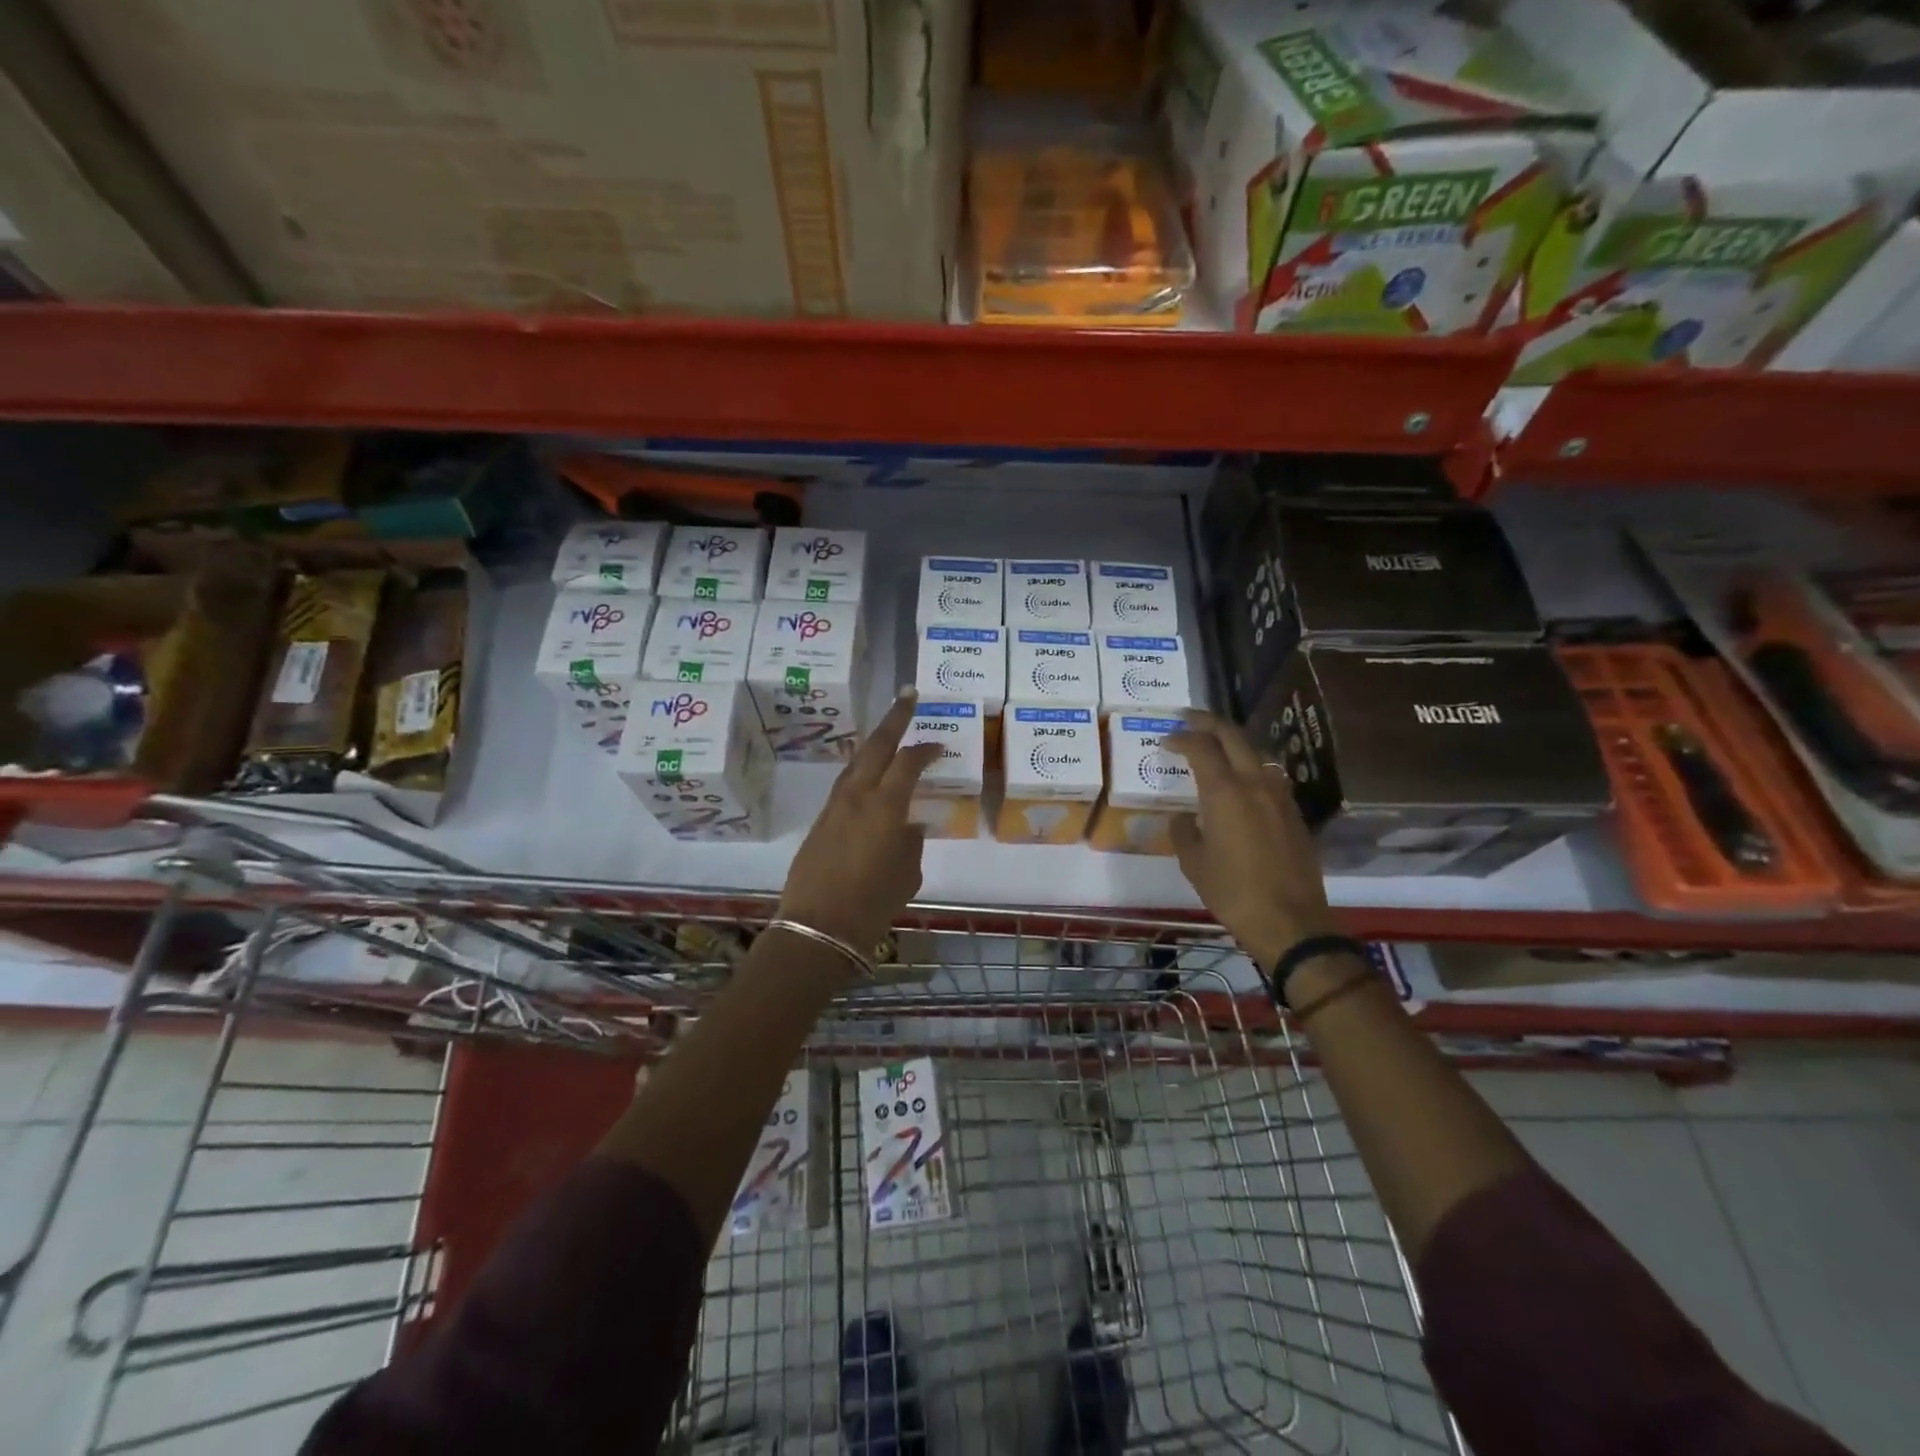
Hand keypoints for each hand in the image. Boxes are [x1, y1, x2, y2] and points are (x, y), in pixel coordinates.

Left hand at [778, 691, 942, 959]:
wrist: (818, 926)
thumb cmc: (873, 902)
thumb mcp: (907, 873)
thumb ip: (911, 841)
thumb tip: (909, 825)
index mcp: (885, 805)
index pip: (908, 762)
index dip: (925, 749)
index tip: (939, 744)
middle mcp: (857, 795)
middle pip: (876, 745)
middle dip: (894, 718)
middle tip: (908, 696)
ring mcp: (834, 806)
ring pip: (856, 762)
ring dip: (874, 742)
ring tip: (889, 731)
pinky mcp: (821, 821)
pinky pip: (845, 784)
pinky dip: (861, 770)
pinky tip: (869, 775)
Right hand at [1165, 711, 1337, 975]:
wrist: (1289, 922)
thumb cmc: (1232, 891)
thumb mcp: (1193, 862)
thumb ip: (1183, 831)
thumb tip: (1183, 817)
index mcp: (1225, 792)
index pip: (1201, 747)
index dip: (1182, 737)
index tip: (1167, 740)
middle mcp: (1255, 783)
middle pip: (1233, 736)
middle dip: (1209, 723)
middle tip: (1190, 720)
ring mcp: (1280, 796)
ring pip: (1256, 753)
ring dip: (1234, 743)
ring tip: (1216, 748)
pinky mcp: (1294, 813)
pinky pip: (1270, 776)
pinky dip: (1251, 767)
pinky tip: (1241, 782)